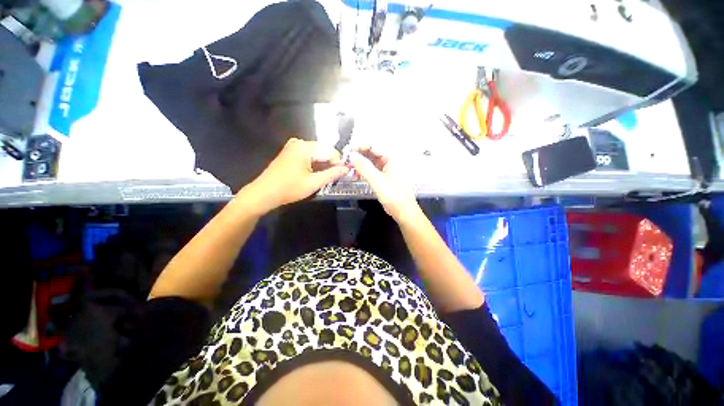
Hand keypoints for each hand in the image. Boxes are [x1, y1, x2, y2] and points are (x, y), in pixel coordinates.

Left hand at [243, 139, 347, 212]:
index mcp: (305, 147)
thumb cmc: (289, 188)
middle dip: (331, 163)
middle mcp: (300, 142)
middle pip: (323, 150)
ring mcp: (293, 146)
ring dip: (323, 163)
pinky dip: (315, 163)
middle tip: (335, 177)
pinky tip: (315, 173)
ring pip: (317, 152)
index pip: (330, 152)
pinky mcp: (290, 151)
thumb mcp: (313, 183)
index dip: (339, 163)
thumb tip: (347, 169)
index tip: (343, 175)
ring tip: (326, 177)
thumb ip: (332, 174)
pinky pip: (308, 154)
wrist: (264, 193)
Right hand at [349, 147, 419, 221]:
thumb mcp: (377, 180)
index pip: (373, 146)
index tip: (347, 151)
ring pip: (370, 161)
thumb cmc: (394, 195)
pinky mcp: (383, 177)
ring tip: (349, 169)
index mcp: (392, 157)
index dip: (359, 147)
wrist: (403, 211)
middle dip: (358, 155)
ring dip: (359, 164)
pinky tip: (356, 175)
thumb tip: (351, 155)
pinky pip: (371, 170)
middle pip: (371, 152)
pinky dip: (363, 171)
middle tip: (345, 160)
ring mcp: (387, 169)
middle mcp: (390, 160)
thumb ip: (364, 167)